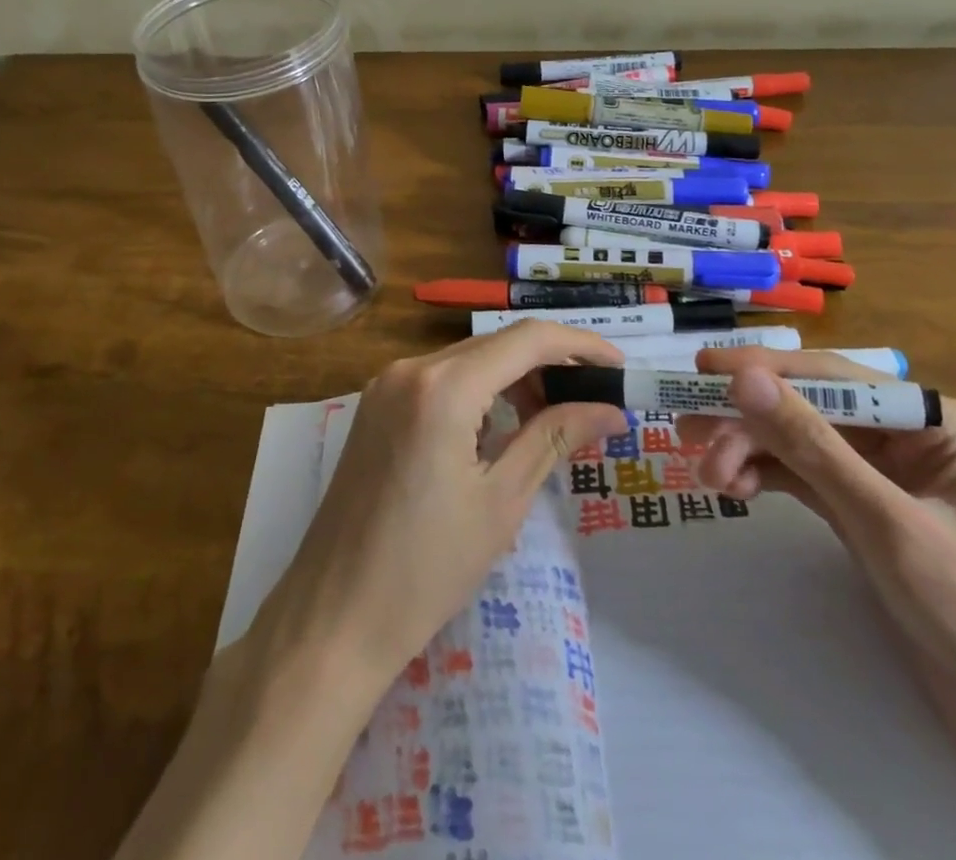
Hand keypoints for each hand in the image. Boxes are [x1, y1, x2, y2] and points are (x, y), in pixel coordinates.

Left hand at [251, 322, 629, 696]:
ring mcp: (386, 385)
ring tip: (553, 419)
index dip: (580, 345)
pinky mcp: (375, 406)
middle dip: (549, 364)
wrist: (335, 615)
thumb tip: (611, 410)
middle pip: (495, 345)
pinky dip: (478, 392)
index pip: (527, 339)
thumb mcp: (502, 501)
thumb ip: (555, 438)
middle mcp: (410, 368)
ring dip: (513, 379)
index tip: (620, 367)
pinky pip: (439, 380)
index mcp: (443, 386)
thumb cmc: (426, 568)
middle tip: (594, 400)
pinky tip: (500, 429)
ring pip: (467, 360)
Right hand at [674, 348, 955, 808]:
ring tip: (707, 474)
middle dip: (750, 423)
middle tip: (688, 436)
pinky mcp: (866, 511)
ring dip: (750, 452)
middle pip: (808, 409)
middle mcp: (907, 436)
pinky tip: (735, 488)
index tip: (701, 367)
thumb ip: (812, 446)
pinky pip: (804, 478)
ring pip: (799, 443)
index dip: (763, 370)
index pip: (832, 378)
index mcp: (933, 421)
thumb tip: (744, 378)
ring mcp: (884, 475)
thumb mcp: (886, 523)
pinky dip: (767, 478)